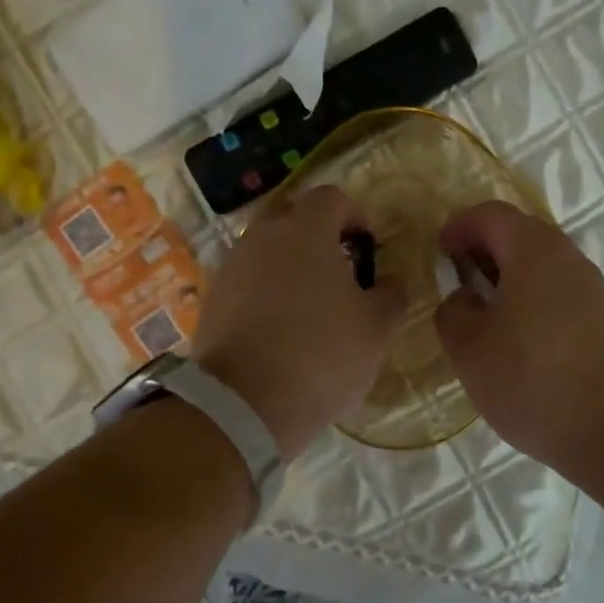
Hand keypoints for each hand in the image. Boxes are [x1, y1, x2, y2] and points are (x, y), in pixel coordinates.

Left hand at [192, 185, 406, 461]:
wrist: (243, 405)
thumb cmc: (321, 355)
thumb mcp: (376, 328)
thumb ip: (391, 294)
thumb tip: (389, 282)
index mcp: (305, 231)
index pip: (332, 198)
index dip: (356, 216)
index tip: (369, 250)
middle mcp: (261, 237)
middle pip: (294, 217)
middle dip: (321, 237)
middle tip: (342, 273)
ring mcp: (231, 267)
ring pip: (267, 249)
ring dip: (292, 265)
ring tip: (312, 305)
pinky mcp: (212, 300)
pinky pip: (248, 279)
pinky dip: (267, 290)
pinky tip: (282, 328)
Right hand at [434, 201, 603, 476]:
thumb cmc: (532, 380)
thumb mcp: (469, 349)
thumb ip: (453, 312)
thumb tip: (464, 299)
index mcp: (534, 252)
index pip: (491, 214)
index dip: (459, 226)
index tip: (440, 252)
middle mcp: (570, 259)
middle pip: (522, 234)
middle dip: (486, 248)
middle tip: (460, 279)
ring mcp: (595, 289)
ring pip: (545, 265)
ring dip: (512, 276)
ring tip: (488, 312)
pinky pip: (562, 292)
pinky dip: (535, 299)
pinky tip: (524, 339)